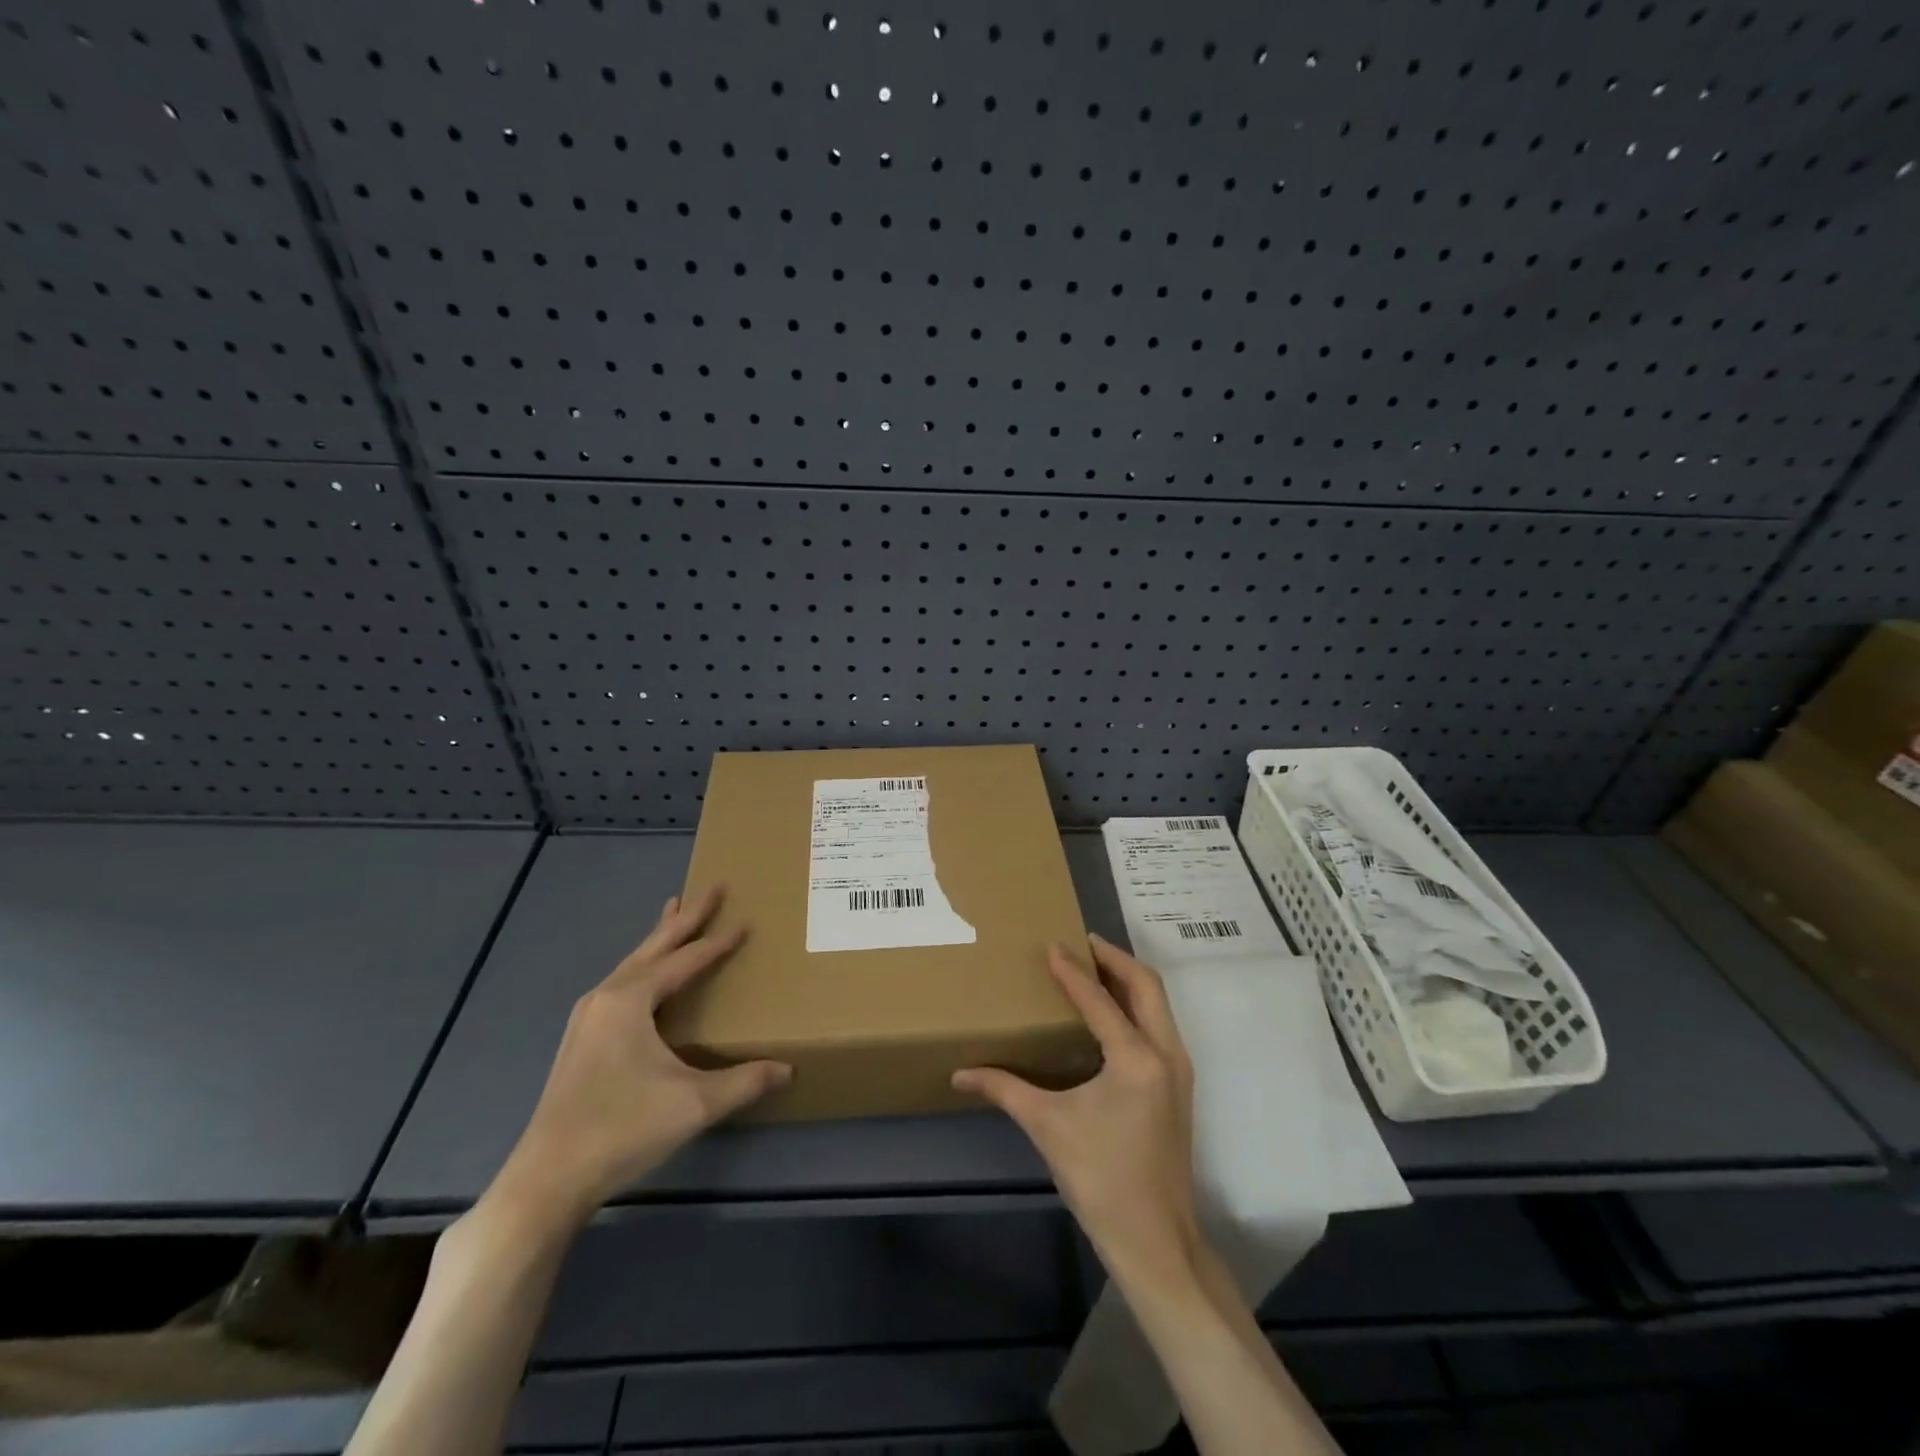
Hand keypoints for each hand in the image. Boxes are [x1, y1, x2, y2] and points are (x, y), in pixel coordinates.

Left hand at [488, 887, 789, 1229]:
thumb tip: (788, 1069)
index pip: (685, 960)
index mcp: (631, 1000)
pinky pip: (621, 982)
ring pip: (633, 962)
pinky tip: (647, 976)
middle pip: (654, 946)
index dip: (718, 942)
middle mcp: (606, 997)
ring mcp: (588, 1018)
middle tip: (712, 887)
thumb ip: (744, 1081)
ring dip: (660, 938)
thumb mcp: (694, 1104)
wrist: (548, 1178)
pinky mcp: (582, 1039)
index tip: (745, 921)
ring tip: (676, 912)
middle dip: (686, 917)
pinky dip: (643, 964)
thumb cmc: (623, 1129)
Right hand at [953, 934, 1200, 1282]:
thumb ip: (1004, 1089)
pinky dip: (1137, 1005)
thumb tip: (960, 1074)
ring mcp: (1179, 1069)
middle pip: (1146, 985)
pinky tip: (1110, 1012)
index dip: (1072, 970)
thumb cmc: (1100, 1179)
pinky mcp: (1179, 1085)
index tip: (1051, 945)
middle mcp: (1166, 1053)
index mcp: (1136, 1058)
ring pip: (1159, 1004)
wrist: (1156, 1240)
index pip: (1099, 999)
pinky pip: (1160, 1024)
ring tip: (1095, 967)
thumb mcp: (1048, 1126)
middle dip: (1114, 959)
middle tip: (1082, 943)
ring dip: (1128, 979)